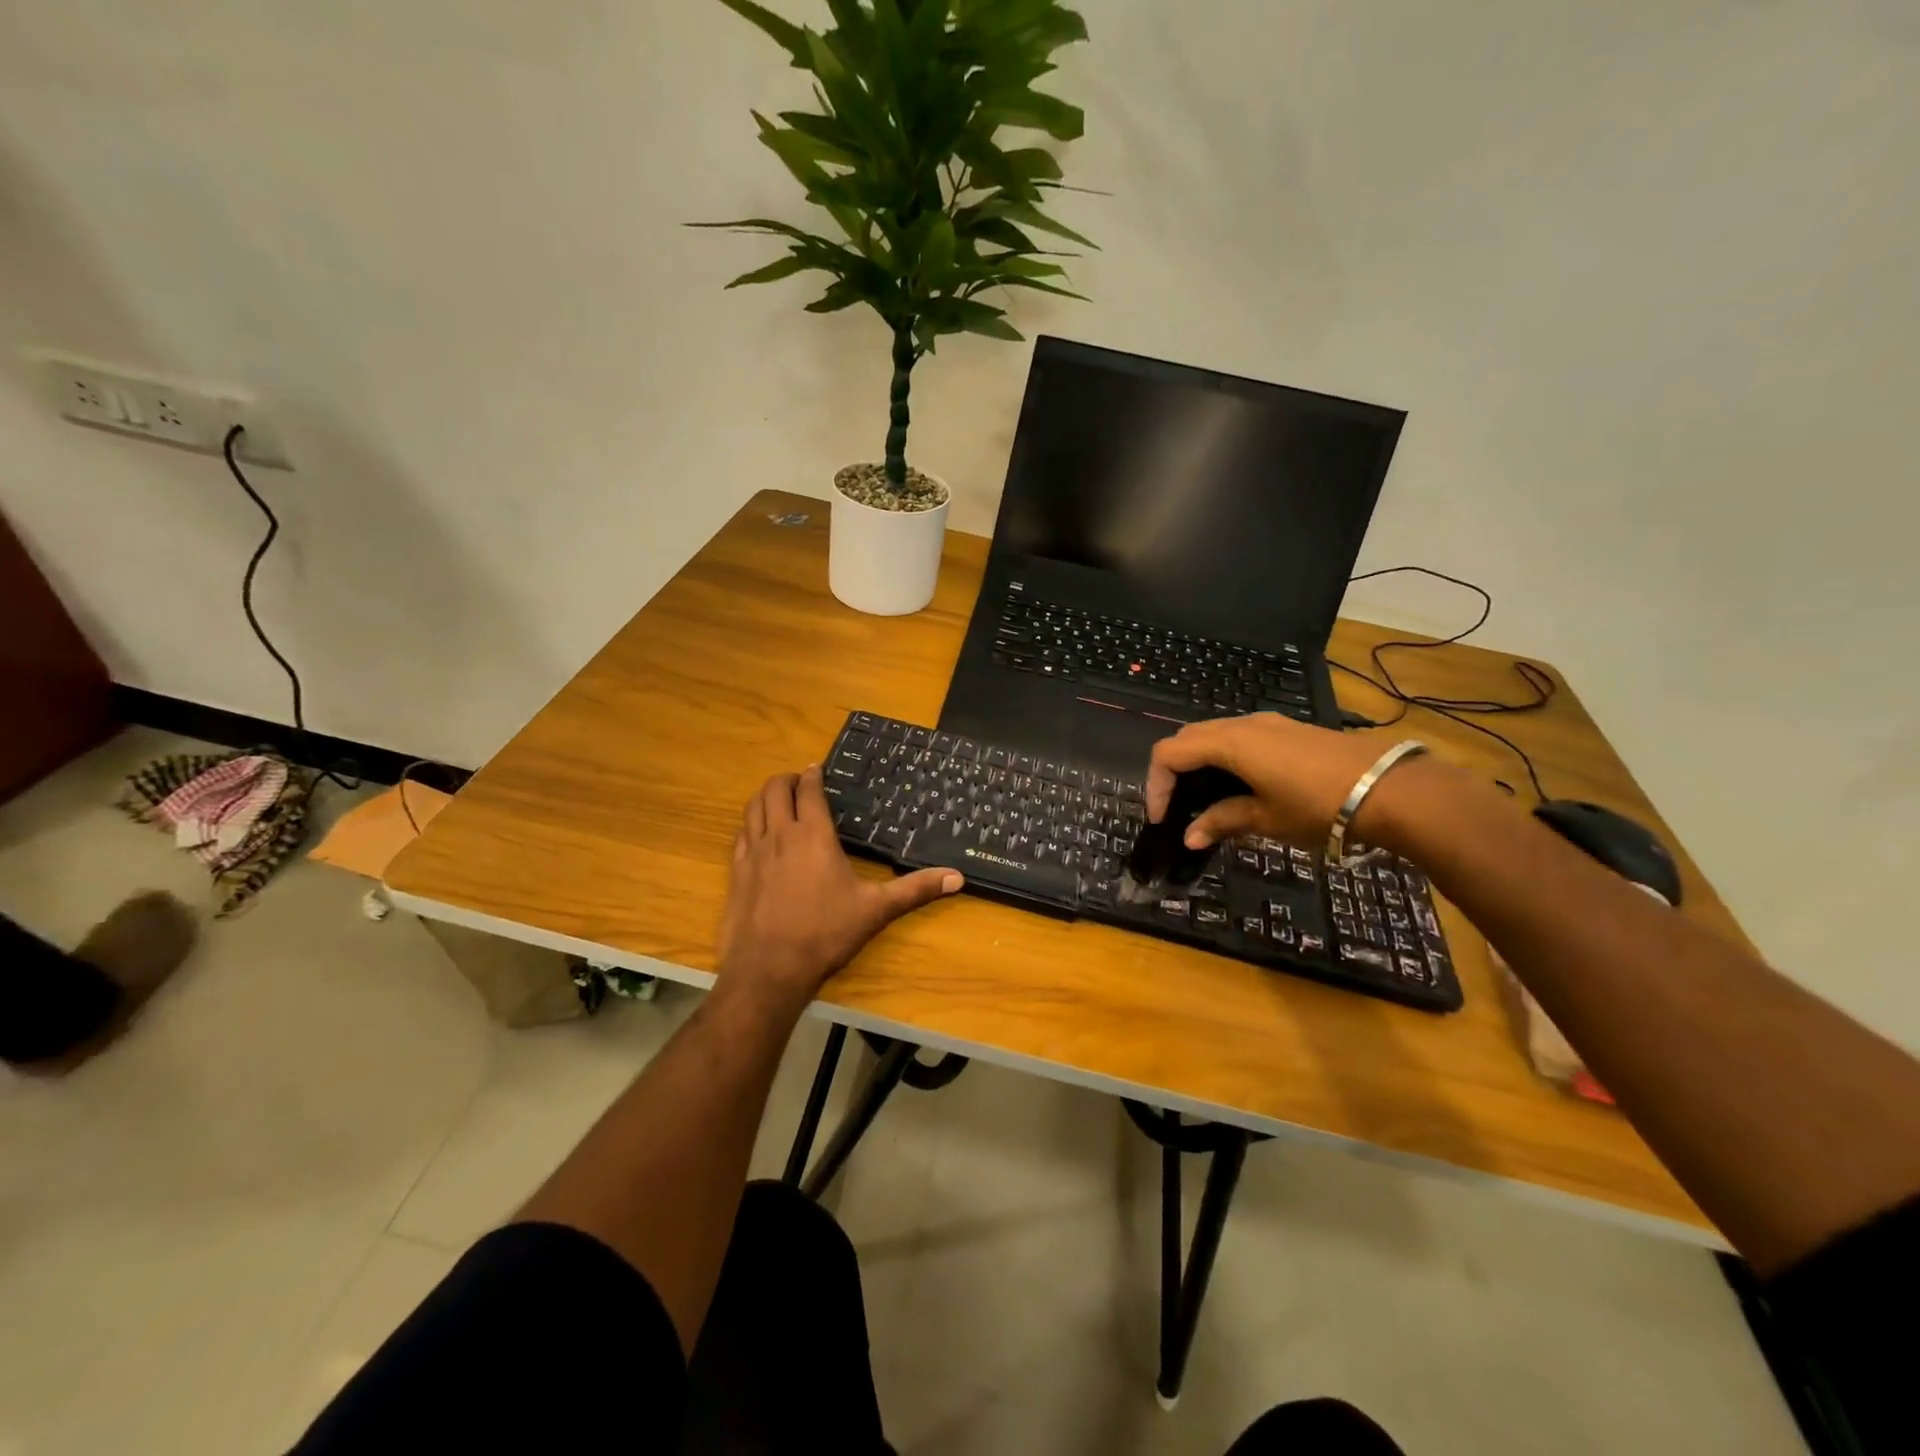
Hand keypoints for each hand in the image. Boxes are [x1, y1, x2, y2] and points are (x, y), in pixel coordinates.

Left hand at [715, 766, 962, 1003]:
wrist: (768, 969)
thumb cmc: (826, 934)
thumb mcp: (876, 910)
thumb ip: (915, 890)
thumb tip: (957, 878)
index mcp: (813, 835)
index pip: (809, 790)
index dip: (813, 775)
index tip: (817, 769)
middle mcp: (780, 835)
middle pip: (774, 789)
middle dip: (787, 779)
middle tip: (800, 783)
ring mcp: (752, 853)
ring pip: (752, 807)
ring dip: (765, 797)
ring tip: (778, 800)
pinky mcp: (735, 873)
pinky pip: (740, 835)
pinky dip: (750, 824)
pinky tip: (758, 836)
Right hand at [1145, 714, 1422, 850]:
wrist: (1391, 789)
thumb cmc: (1320, 805)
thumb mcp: (1266, 818)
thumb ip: (1223, 822)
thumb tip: (1190, 837)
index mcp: (1229, 743)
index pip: (1170, 753)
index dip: (1156, 784)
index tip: (1162, 819)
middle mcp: (1243, 724)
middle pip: (1188, 738)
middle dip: (1173, 771)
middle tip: (1176, 807)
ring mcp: (1269, 724)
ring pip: (1214, 735)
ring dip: (1199, 764)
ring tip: (1205, 801)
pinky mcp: (1288, 730)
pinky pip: (1239, 738)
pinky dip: (1224, 758)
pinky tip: (1239, 787)